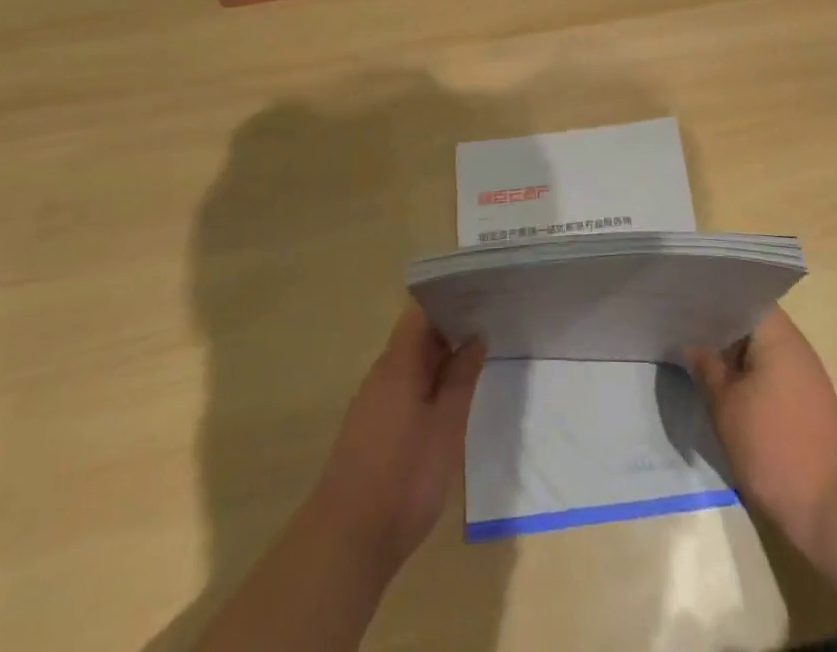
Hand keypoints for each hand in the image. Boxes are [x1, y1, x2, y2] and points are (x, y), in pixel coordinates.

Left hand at [311, 303, 486, 572]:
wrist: (347, 541)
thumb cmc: (404, 477)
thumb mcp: (446, 426)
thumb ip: (461, 378)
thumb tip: (475, 337)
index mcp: (399, 363)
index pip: (421, 312)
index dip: (449, 300)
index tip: (480, 296)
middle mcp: (382, 374)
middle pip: (416, 336)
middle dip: (450, 328)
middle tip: (488, 325)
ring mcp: (373, 401)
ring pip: (410, 364)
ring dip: (440, 358)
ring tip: (476, 357)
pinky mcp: (370, 428)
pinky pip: (403, 388)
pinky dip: (427, 384)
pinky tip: (449, 398)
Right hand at [687, 308, 836, 563]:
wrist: (833, 509)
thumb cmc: (774, 447)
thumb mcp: (726, 406)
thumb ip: (707, 368)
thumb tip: (693, 343)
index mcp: (777, 333)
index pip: (742, 297)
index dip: (712, 298)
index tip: (684, 302)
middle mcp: (795, 345)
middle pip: (750, 323)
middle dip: (718, 328)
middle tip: (681, 330)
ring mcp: (804, 374)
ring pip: (760, 351)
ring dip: (732, 356)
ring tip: (696, 358)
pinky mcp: (807, 403)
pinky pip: (770, 374)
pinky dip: (747, 377)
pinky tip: (723, 390)